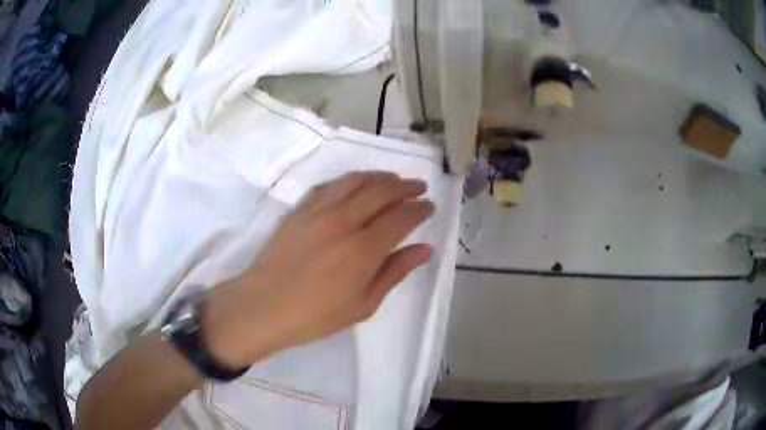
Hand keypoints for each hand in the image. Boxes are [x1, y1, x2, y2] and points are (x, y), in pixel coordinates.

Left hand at [202, 171, 434, 367]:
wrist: (263, 306)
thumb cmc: (315, 315)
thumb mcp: (363, 304)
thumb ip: (394, 272)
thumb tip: (425, 249)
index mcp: (363, 249)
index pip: (401, 217)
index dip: (420, 209)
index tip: (430, 206)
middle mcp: (343, 221)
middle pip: (382, 191)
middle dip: (406, 186)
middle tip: (419, 188)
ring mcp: (318, 211)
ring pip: (356, 181)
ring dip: (380, 177)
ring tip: (393, 180)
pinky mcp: (299, 210)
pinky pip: (329, 185)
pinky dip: (349, 180)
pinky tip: (355, 185)